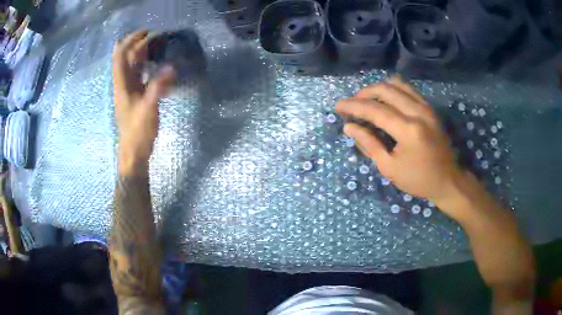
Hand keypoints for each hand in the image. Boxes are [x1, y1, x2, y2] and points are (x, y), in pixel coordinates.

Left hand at [112, 30, 174, 174]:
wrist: (133, 151)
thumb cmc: (138, 132)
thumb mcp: (148, 109)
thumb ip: (158, 87)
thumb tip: (171, 67)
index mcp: (122, 84)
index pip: (120, 55)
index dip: (130, 41)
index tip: (146, 32)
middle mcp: (123, 84)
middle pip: (125, 57)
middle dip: (137, 43)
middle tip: (155, 37)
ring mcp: (128, 90)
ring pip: (131, 65)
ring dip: (141, 53)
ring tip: (158, 46)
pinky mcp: (135, 96)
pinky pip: (139, 74)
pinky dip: (146, 65)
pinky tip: (157, 65)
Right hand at [335, 76, 468, 205]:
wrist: (448, 180)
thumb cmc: (418, 179)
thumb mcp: (389, 167)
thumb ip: (369, 144)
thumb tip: (349, 127)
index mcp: (408, 130)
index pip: (375, 110)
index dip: (353, 106)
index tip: (338, 106)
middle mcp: (418, 112)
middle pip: (385, 90)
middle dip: (364, 94)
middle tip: (352, 104)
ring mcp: (426, 107)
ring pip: (397, 84)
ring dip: (378, 89)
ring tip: (367, 100)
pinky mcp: (430, 108)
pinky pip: (408, 89)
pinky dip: (393, 89)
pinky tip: (386, 99)